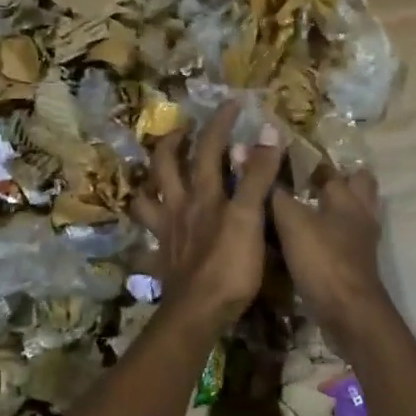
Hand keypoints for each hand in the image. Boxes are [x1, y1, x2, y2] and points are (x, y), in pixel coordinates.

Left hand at [131, 101, 284, 327]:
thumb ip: (258, 175)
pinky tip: (154, 228)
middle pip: (165, 166)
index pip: (210, 147)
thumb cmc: (229, 265)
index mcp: (203, 194)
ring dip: (149, 181)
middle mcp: (179, 207)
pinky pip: (147, 239)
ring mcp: (166, 233)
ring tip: (159, 173)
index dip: (221, 122)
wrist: (198, 313)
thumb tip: (270, 131)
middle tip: (184, 130)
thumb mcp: (250, 217)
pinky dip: (148, 229)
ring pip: (146, 198)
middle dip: (173, 142)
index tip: (233, 103)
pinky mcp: (162, 258)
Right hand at [270, 168, 390, 345]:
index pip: (333, 170)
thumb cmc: (323, 260)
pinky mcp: (357, 265)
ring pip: (352, 215)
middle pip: (358, 187)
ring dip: (333, 211)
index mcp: (348, 198)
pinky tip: (307, 243)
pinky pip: (345, 240)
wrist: (350, 312)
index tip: (289, 162)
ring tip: (303, 213)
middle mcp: (361, 215)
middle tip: (306, 184)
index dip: (312, 164)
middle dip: (338, 181)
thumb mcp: (292, 223)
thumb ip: (278, 197)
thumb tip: (264, 175)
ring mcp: (363, 242)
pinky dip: (330, 237)